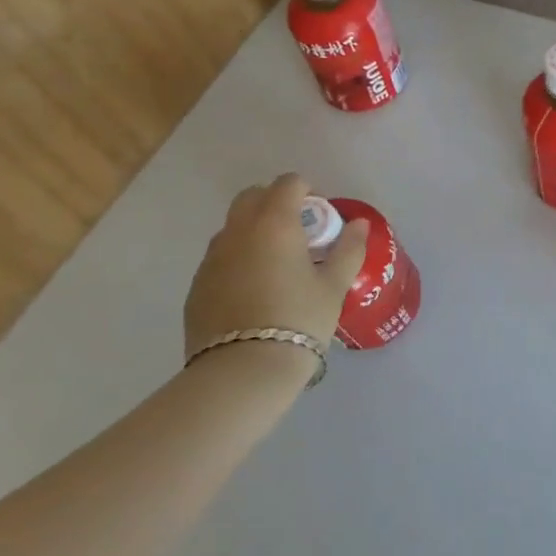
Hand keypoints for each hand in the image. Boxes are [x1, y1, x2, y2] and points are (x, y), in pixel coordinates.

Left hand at [182, 173, 369, 362]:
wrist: (242, 372)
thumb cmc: (298, 320)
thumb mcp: (334, 286)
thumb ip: (348, 249)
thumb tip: (359, 224)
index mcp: (274, 223)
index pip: (288, 183)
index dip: (308, 191)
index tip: (321, 216)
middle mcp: (238, 231)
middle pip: (252, 196)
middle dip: (275, 203)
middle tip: (298, 233)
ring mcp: (211, 258)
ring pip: (233, 227)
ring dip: (254, 231)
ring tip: (276, 264)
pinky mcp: (196, 286)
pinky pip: (220, 257)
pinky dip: (238, 259)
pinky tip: (254, 291)